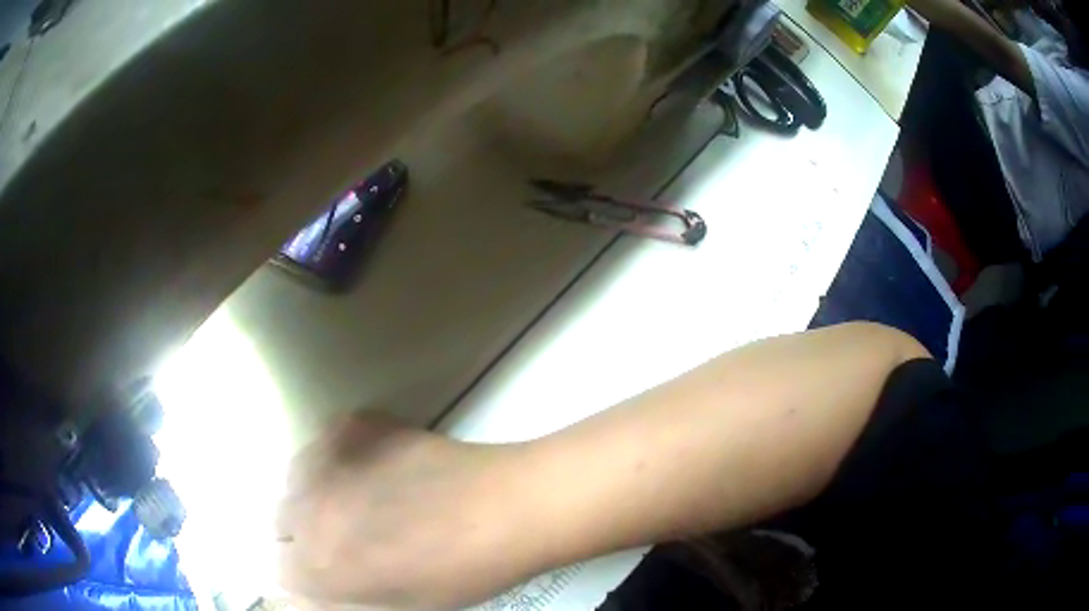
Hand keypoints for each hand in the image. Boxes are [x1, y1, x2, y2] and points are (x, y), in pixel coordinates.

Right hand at [275, 413, 523, 608]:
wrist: (505, 509)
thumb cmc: (458, 573)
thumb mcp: (396, 607)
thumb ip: (340, 603)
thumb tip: (308, 593)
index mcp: (319, 565)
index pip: (282, 569)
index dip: (310, 572)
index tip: (334, 569)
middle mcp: (306, 510)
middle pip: (283, 521)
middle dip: (310, 532)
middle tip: (356, 534)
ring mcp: (325, 458)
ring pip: (298, 478)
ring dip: (320, 491)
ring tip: (369, 496)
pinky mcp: (351, 424)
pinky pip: (327, 442)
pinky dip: (343, 454)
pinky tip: (382, 465)